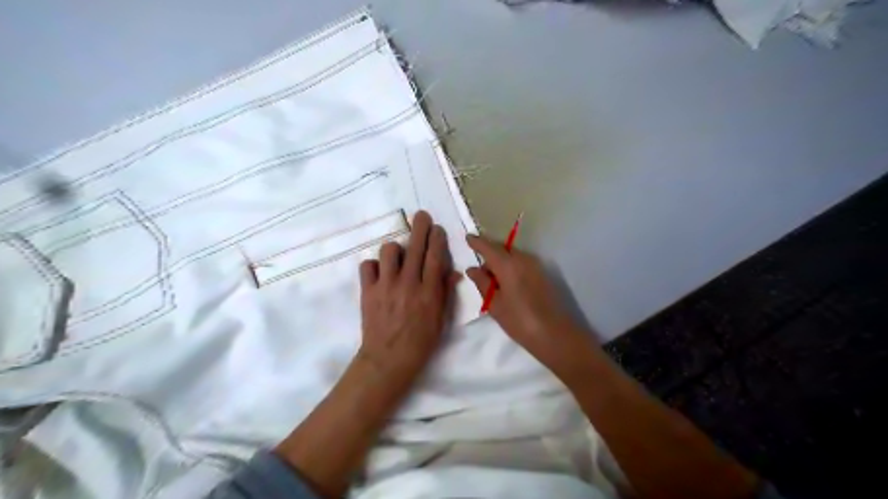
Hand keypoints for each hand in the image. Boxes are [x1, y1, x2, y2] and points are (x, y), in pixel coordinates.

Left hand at [359, 210, 461, 378]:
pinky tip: (379, 272)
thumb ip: (446, 293)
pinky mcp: (367, 291)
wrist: (388, 359)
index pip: (435, 257)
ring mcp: (386, 286)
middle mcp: (408, 284)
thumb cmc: (420, 342)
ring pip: (389, 251)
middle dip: (420, 227)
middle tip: (422, 215)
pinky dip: (373, 265)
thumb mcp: (441, 320)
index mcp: (429, 292)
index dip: (437, 239)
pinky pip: (367, 266)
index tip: (438, 227)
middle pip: (415, 247)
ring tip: (398, 255)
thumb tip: (455, 272)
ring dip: (395, 249)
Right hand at [465, 236, 594, 375]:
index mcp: (508, 264)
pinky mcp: (542, 274)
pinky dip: (510, 267)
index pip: (488, 246)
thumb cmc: (519, 320)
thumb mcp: (495, 304)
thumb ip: (482, 283)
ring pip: (512, 256)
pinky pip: (521, 263)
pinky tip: (505, 282)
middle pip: (502, 248)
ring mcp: (535, 265)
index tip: (467, 237)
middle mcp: (523, 259)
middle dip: (489, 252)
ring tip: (491, 278)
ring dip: (500, 261)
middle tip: (477, 265)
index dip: (477, 242)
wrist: (554, 334)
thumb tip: (472, 269)